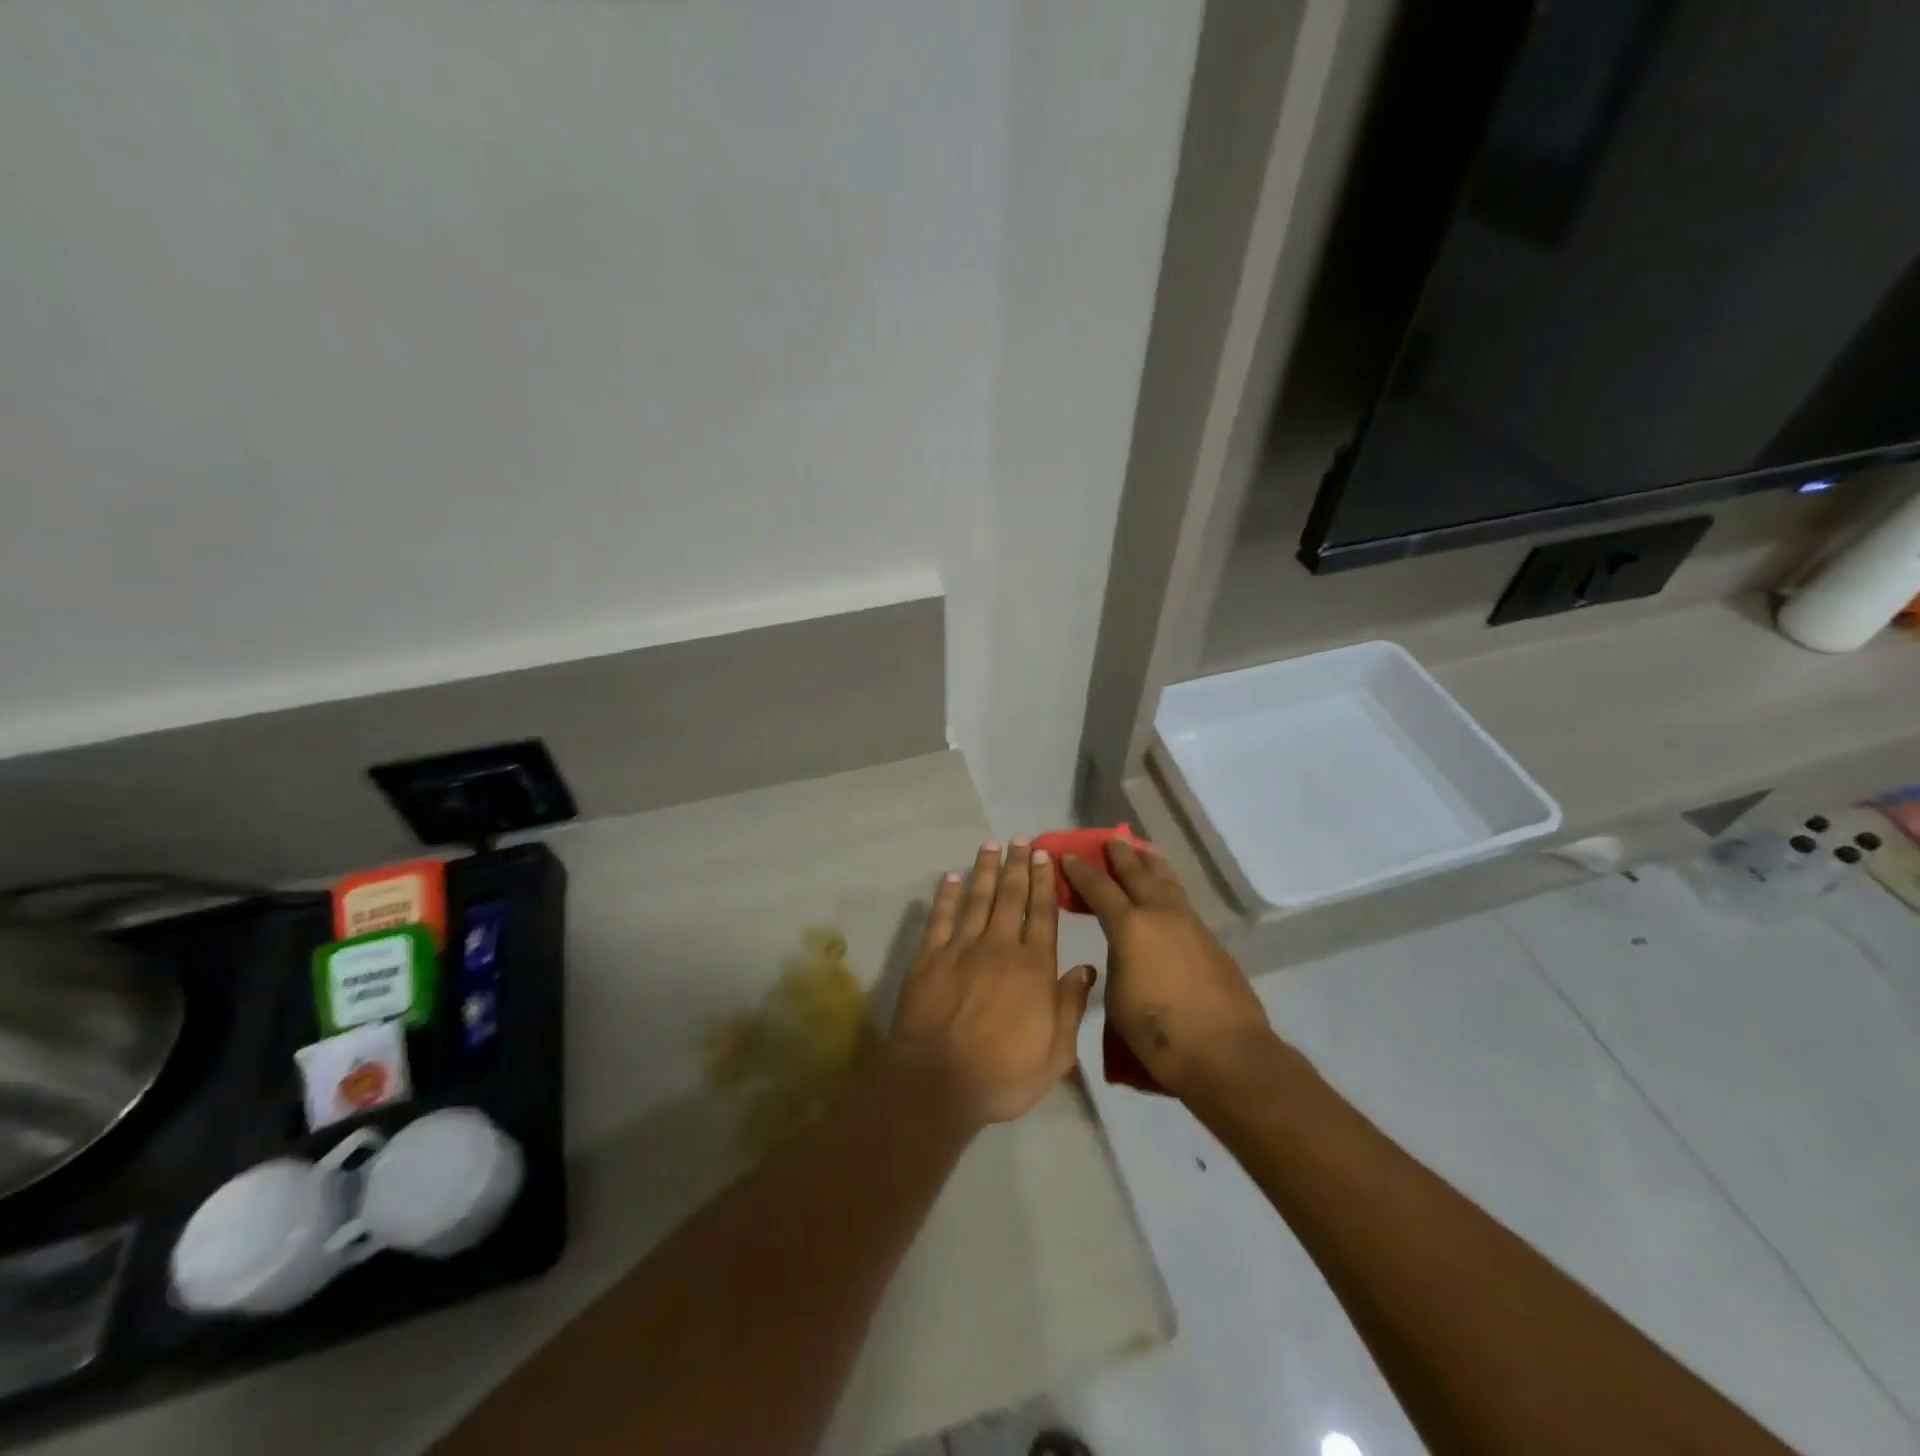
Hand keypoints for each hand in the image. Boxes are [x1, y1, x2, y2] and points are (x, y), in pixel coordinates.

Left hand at [886, 841, 1095, 1130]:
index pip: (1042, 915)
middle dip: (1017, 866)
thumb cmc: (1003, 1075)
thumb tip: (1086, 969)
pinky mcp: (929, 958)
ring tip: (990, 845)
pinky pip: (940, 918)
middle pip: (1010, 898)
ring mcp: (961, 949)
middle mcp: (999, 948)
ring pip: (977, 899)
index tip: (1045, 856)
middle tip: (1020, 840)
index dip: (1044, 883)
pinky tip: (951, 877)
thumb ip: (1070, 1008)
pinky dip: (946, 895)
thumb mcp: (1055, 1054)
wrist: (937, 1082)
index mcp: (1033, 968)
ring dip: (985, 870)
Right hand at [1061, 841, 1271, 1097]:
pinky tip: (1168, 895)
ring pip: (1167, 883)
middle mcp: (1160, 915)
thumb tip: (1124, 953)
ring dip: (1152, 865)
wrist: (1226, 1053)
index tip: (1068, 856)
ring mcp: (1190, 925)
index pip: (1099, 888)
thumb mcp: (1117, 999)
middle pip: (1138, 874)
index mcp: (1130, 927)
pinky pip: (1183, 903)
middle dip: (1122, 855)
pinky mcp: (1211, 941)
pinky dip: (1169, 889)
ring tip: (1145, 851)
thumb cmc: (1158, 1033)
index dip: (1081, 871)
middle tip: (1112, 838)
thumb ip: (1117, 964)